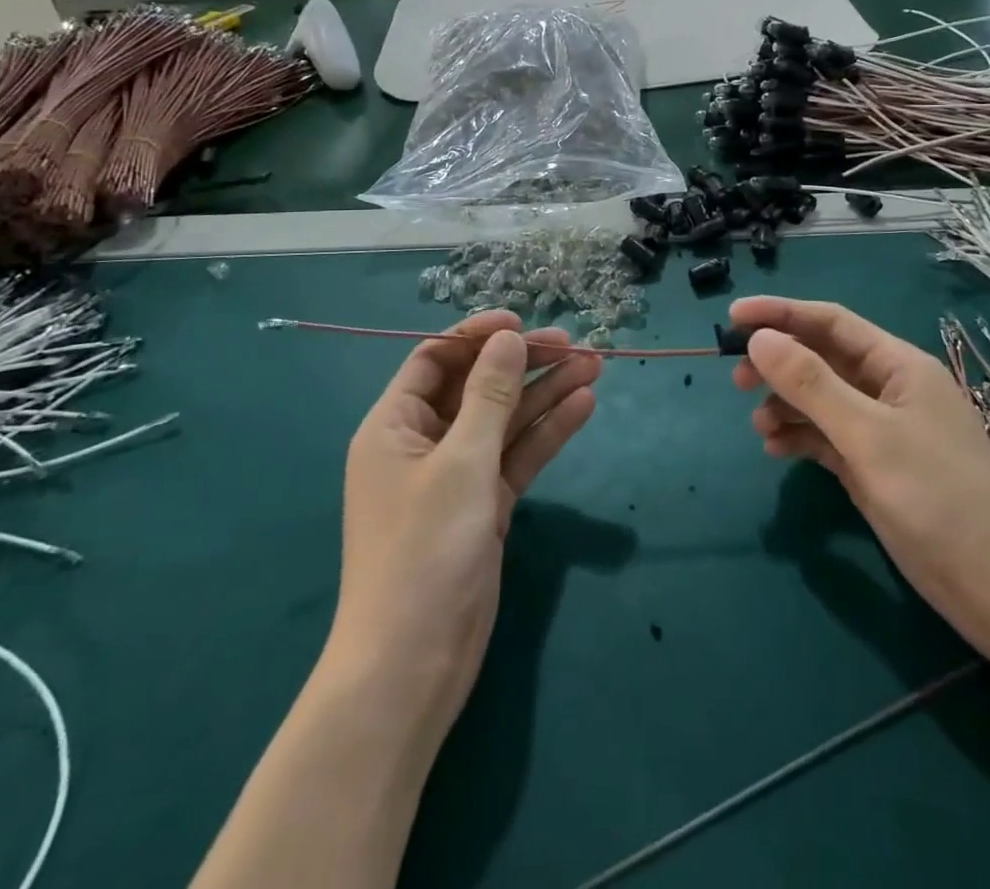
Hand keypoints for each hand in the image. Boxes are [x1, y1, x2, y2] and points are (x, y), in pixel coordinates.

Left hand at [329, 312, 597, 739]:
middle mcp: (423, 444)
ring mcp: (456, 477)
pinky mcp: (483, 507)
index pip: (435, 359)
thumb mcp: (461, 463)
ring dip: (545, 394)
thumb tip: (508, 337)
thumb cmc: (424, 552)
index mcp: (394, 425)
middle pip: (477, 387)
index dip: (476, 335)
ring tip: (595, 366)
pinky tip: (584, 407)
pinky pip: (516, 457)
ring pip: (504, 421)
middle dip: (523, 364)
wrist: (413, 667)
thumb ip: (489, 396)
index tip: (522, 321)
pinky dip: (547, 434)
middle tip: (574, 344)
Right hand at [730, 296, 989, 669]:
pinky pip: (827, 439)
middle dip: (779, 363)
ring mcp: (883, 432)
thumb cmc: (941, 498)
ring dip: (786, 405)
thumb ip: (812, 385)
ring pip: (821, 401)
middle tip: (736, 379)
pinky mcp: (876, 469)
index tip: (731, 317)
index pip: (830, 322)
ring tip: (758, 425)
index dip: (780, 314)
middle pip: (822, 360)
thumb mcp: (869, 436)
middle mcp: (889, 390)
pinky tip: (776, 450)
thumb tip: (759, 339)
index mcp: (898, 366)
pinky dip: (800, 439)